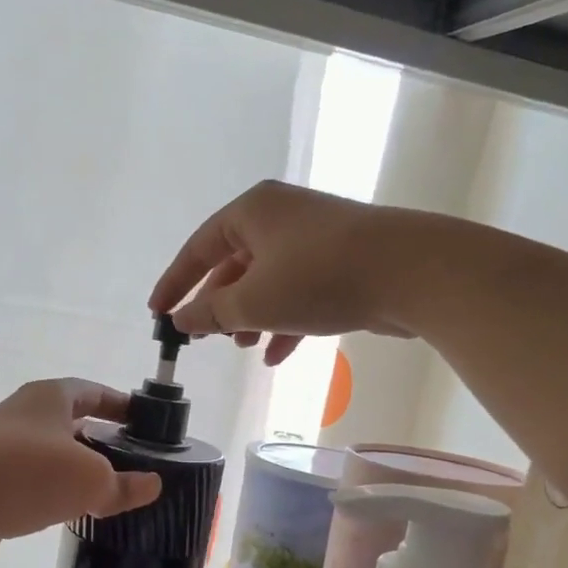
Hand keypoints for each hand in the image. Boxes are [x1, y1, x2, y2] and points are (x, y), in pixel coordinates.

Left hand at [0, 379, 162, 567]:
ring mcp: (0, 448)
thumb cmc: (27, 473)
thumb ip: (123, 484)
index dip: (121, 404)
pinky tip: (67, 512)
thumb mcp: (90, 479)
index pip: (94, 391)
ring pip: (50, 454)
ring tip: (106, 492)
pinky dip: (51, 492)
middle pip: (72, 422)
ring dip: (75, 469)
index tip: (145, 422)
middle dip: (101, 440)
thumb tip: (152, 485)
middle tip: (132, 462)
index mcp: (50, 397)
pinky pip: (30, 481)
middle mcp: (23, 415)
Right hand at [147, 180, 428, 364]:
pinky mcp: (341, 261)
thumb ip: (210, 312)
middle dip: (219, 304)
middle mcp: (281, 216)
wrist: (411, 272)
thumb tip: (181, 319)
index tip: (156, 313)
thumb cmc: (317, 278)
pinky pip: (298, 291)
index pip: (198, 248)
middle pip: (234, 263)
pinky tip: (277, 356)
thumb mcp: (252, 301)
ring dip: (251, 316)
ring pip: (268, 280)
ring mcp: (314, 238)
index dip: (174, 283)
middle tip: (205, 335)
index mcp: (252, 211)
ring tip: (243, 347)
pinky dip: (284, 321)